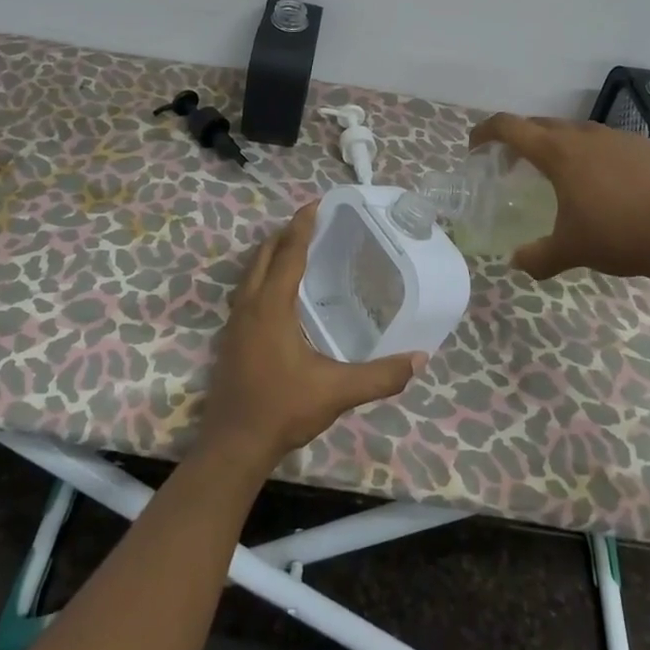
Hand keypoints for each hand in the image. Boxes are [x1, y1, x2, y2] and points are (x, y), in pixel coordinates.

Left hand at [200, 204, 423, 472]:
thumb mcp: (337, 391)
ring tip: (295, 247)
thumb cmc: (283, 409)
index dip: (302, 225)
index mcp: (272, 306)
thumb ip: (380, 376)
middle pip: (264, 254)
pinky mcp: (230, 337)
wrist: (233, 445)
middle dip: (286, 233)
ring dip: (271, 253)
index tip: (316, 203)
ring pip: (251, 271)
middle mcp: (249, 305)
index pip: (288, 253)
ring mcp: (235, 321)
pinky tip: (278, 292)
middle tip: (311, 221)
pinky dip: (263, 275)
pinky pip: (246, 290)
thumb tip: (419, 359)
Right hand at [469, 113, 649, 280]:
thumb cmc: (618, 236)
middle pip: (541, 125)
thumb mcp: (571, 251)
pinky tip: (606, 183)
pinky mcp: (647, 146)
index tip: (475, 146)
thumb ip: (537, 257)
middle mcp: (585, 135)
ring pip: (577, 132)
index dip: (486, 131)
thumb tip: (516, 263)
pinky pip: (609, 143)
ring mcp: (619, 137)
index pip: (510, 126)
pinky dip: (594, 155)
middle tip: (514, 163)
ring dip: (560, 145)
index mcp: (558, 152)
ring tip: (561, 174)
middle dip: (522, 139)